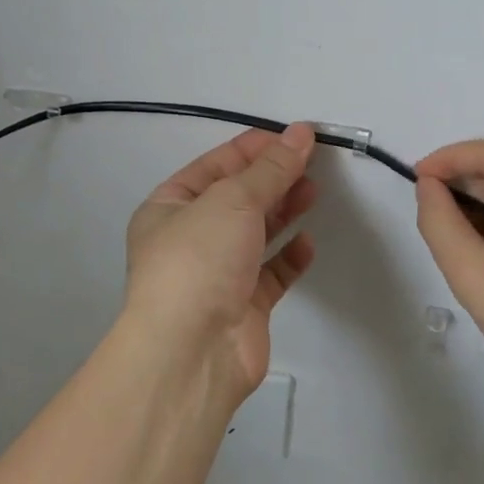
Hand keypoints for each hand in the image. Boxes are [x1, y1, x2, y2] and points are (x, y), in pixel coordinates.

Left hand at [122, 123, 318, 397]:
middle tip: (312, 164)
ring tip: (314, 192)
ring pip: (256, 234)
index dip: (254, 148)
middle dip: (273, 179)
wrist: (193, 352)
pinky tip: (308, 243)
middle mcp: (189, 238)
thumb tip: (300, 132)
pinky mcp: (243, 306)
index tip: (295, 138)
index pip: (214, 165)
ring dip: (284, 211)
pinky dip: (290, 257)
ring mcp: (216, 274)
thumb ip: (271, 168)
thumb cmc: (199, 260)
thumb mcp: (233, 200)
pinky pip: (271, 273)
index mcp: (169, 207)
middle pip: (237, 198)